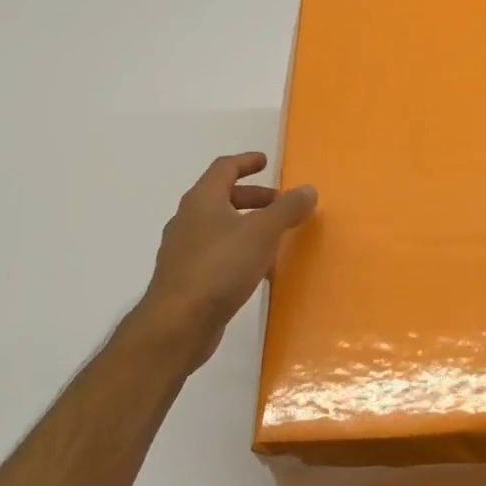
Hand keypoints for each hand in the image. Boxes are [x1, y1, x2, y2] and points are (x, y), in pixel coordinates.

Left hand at [117, 152, 316, 374]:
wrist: (178, 324)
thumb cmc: (220, 267)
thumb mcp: (262, 233)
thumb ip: (287, 209)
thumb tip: (307, 190)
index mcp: (202, 201)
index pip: (224, 169)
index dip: (246, 162)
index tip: (266, 162)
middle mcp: (188, 220)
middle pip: (222, 197)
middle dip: (253, 197)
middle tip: (280, 204)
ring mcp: (184, 251)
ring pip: (220, 227)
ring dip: (247, 225)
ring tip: (275, 237)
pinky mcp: (187, 279)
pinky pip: (217, 254)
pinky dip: (239, 251)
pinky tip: (258, 270)